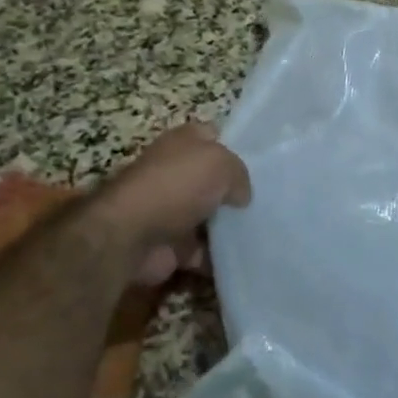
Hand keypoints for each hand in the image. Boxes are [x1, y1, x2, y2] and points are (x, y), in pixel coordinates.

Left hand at [94, 123, 251, 284]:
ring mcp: (171, 210)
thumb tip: (241, 196)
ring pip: (211, 217)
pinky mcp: (170, 246)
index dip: (235, 147)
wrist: (130, 235)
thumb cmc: (177, 185)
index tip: (261, 164)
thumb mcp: (221, 164)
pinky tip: (245, 260)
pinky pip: (203, 252)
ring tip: (265, 234)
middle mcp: (175, 173)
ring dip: (230, 228)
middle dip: (236, 192)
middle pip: (213, 180)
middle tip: (267, 203)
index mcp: (184, 142)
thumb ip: (240, 175)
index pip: (213, 136)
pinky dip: (219, 260)